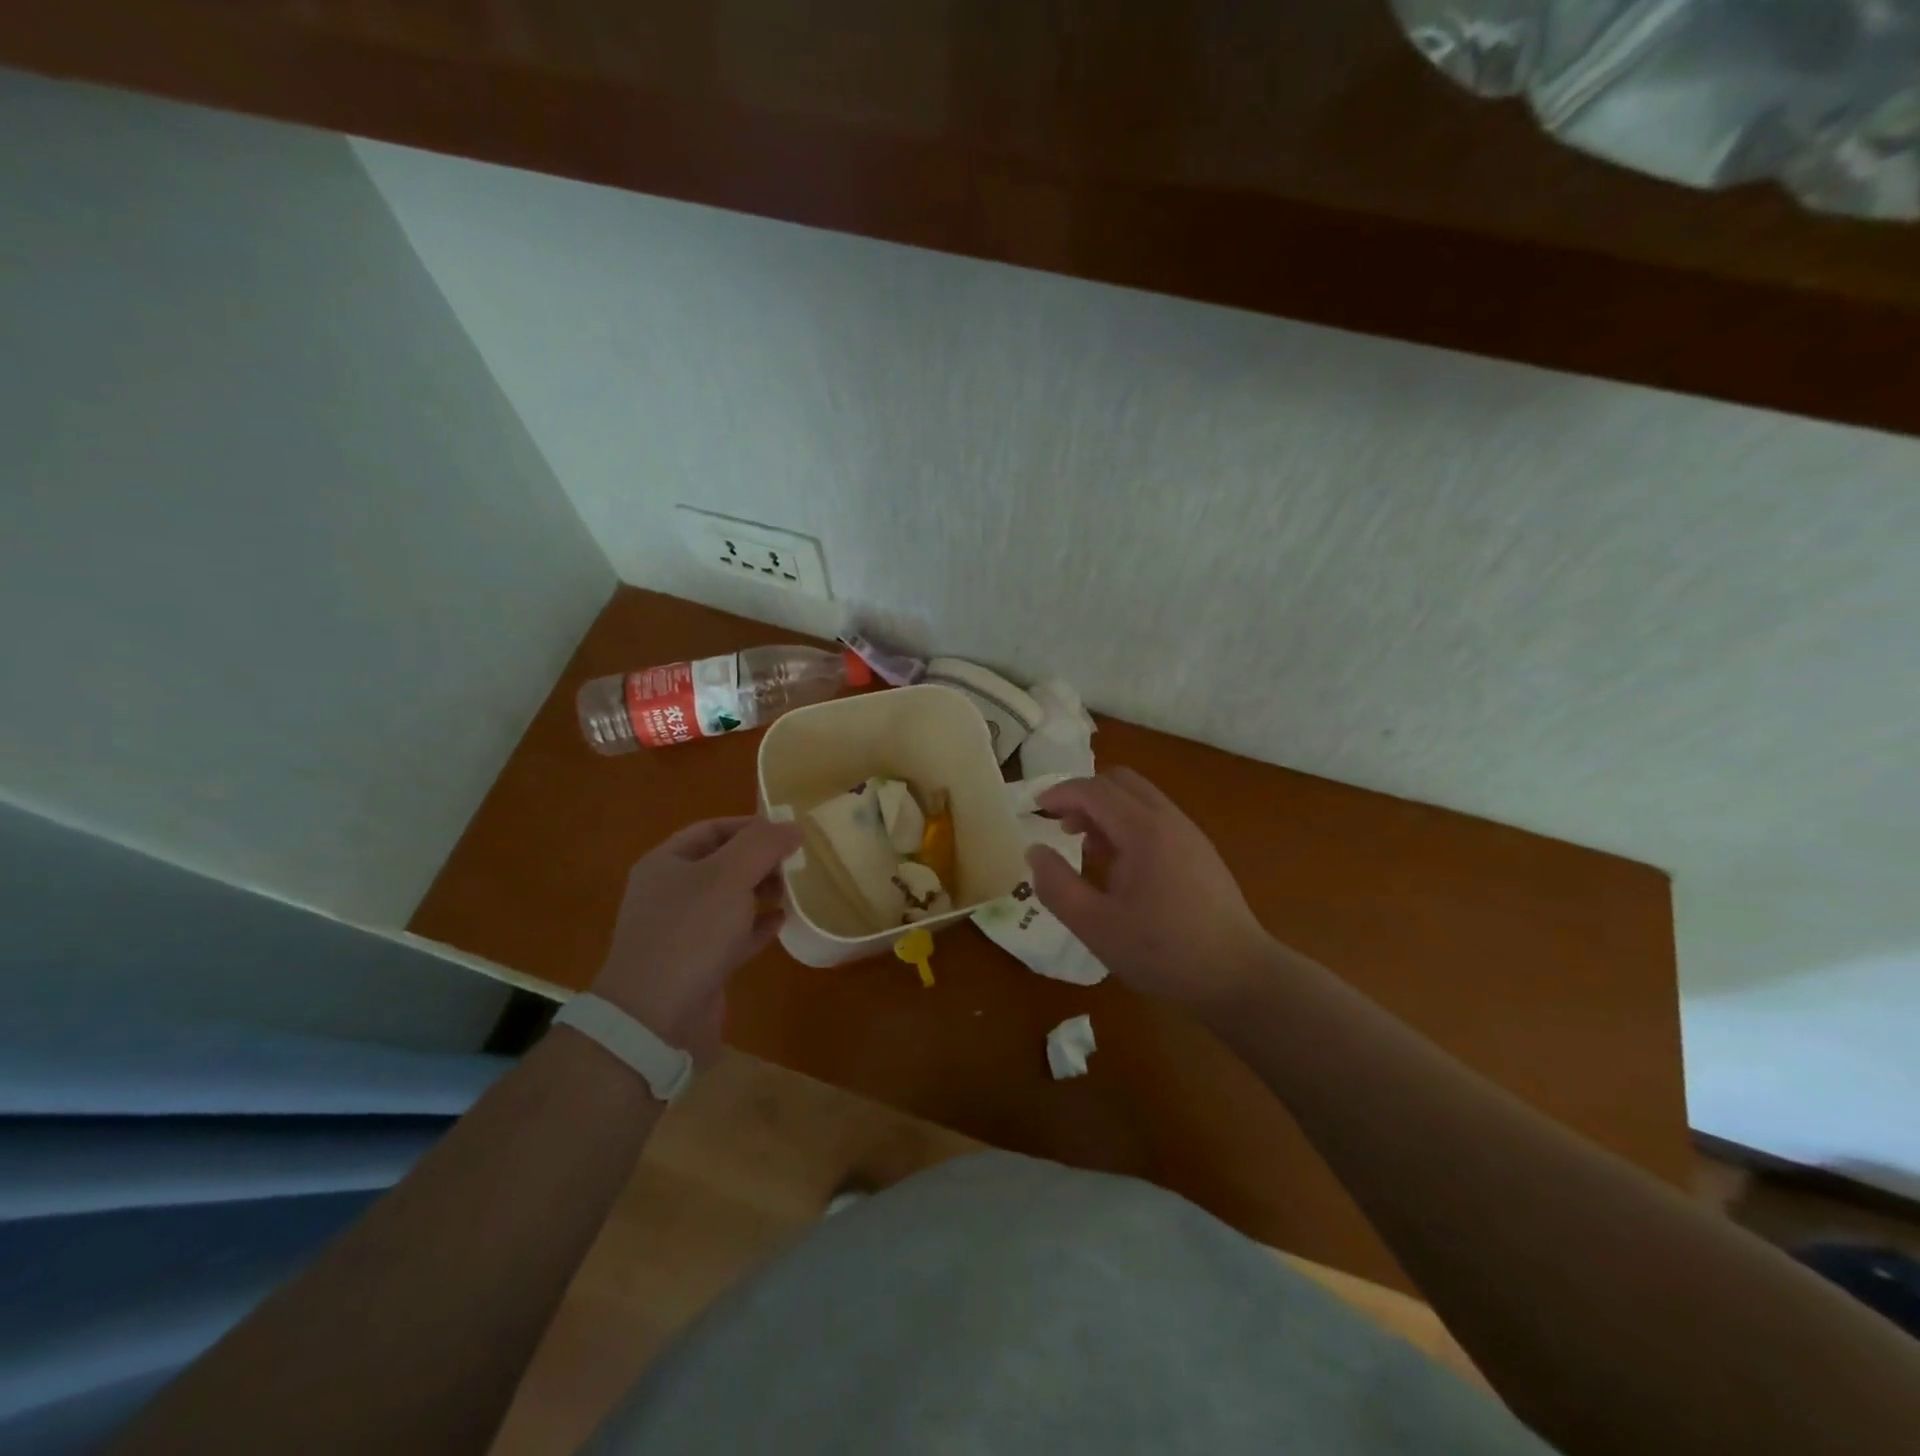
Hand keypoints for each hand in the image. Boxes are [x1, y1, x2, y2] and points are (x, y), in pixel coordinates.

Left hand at [589, 816, 801, 1058]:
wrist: (655, 1018)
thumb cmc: (690, 932)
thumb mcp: (729, 876)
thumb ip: (762, 845)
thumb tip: (792, 827)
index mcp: (665, 863)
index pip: (712, 830)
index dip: (750, 826)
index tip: (788, 831)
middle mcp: (670, 893)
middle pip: (721, 864)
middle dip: (760, 860)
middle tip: (797, 861)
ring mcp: (682, 931)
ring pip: (729, 901)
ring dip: (761, 892)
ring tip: (795, 889)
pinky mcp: (698, 965)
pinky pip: (733, 935)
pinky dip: (757, 926)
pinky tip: (783, 922)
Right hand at [1027, 769, 1277, 1010]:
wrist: (1239, 975)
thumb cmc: (1162, 952)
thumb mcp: (1095, 926)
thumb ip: (1057, 886)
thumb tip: (1035, 851)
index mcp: (1144, 831)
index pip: (1094, 790)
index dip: (1061, 793)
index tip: (1036, 809)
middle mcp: (1169, 820)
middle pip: (1120, 782)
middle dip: (1084, 795)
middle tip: (1059, 824)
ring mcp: (1190, 833)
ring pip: (1140, 798)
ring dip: (1107, 810)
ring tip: (1086, 848)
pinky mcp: (1200, 851)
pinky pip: (1156, 818)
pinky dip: (1129, 824)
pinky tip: (1121, 866)